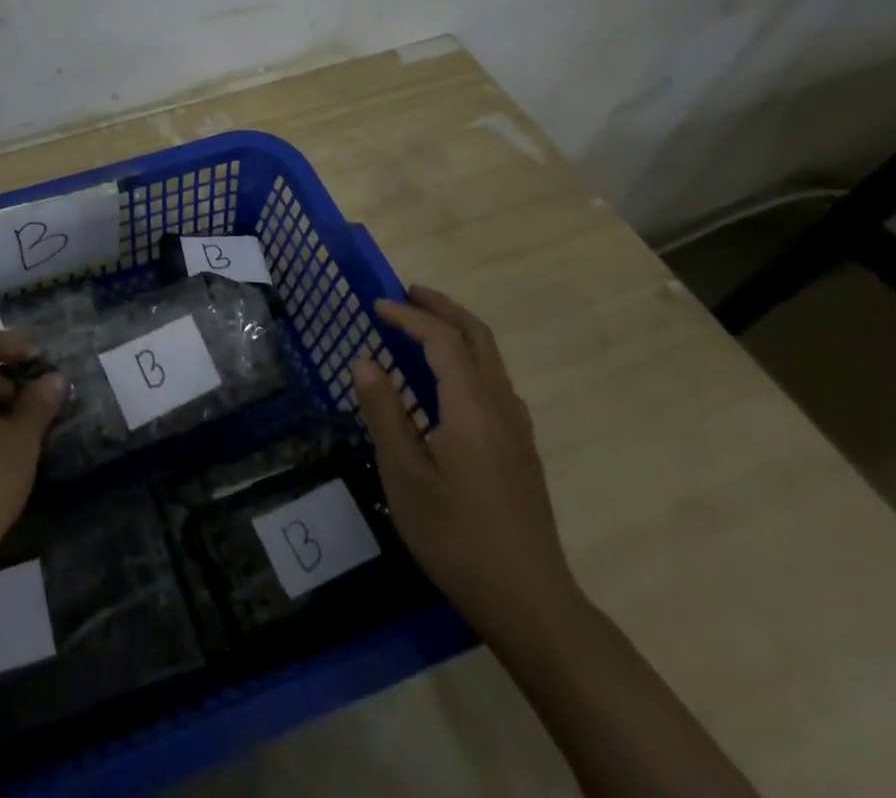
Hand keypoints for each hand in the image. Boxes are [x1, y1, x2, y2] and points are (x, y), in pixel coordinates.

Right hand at [350, 285, 580, 643]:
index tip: (375, 306)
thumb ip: (385, 412)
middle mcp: (500, 406)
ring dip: (458, 331)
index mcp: (471, 407)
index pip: (441, 340)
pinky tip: (448, 384)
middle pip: (478, 336)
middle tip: (407, 294)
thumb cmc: (456, 536)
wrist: (530, 602)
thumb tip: (365, 360)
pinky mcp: (522, 451)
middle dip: (442, 308)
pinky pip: (495, 382)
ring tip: (422, 329)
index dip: (408, 316)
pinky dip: (469, 360)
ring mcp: (517, 429)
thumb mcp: (404, 475)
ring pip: (492, 358)